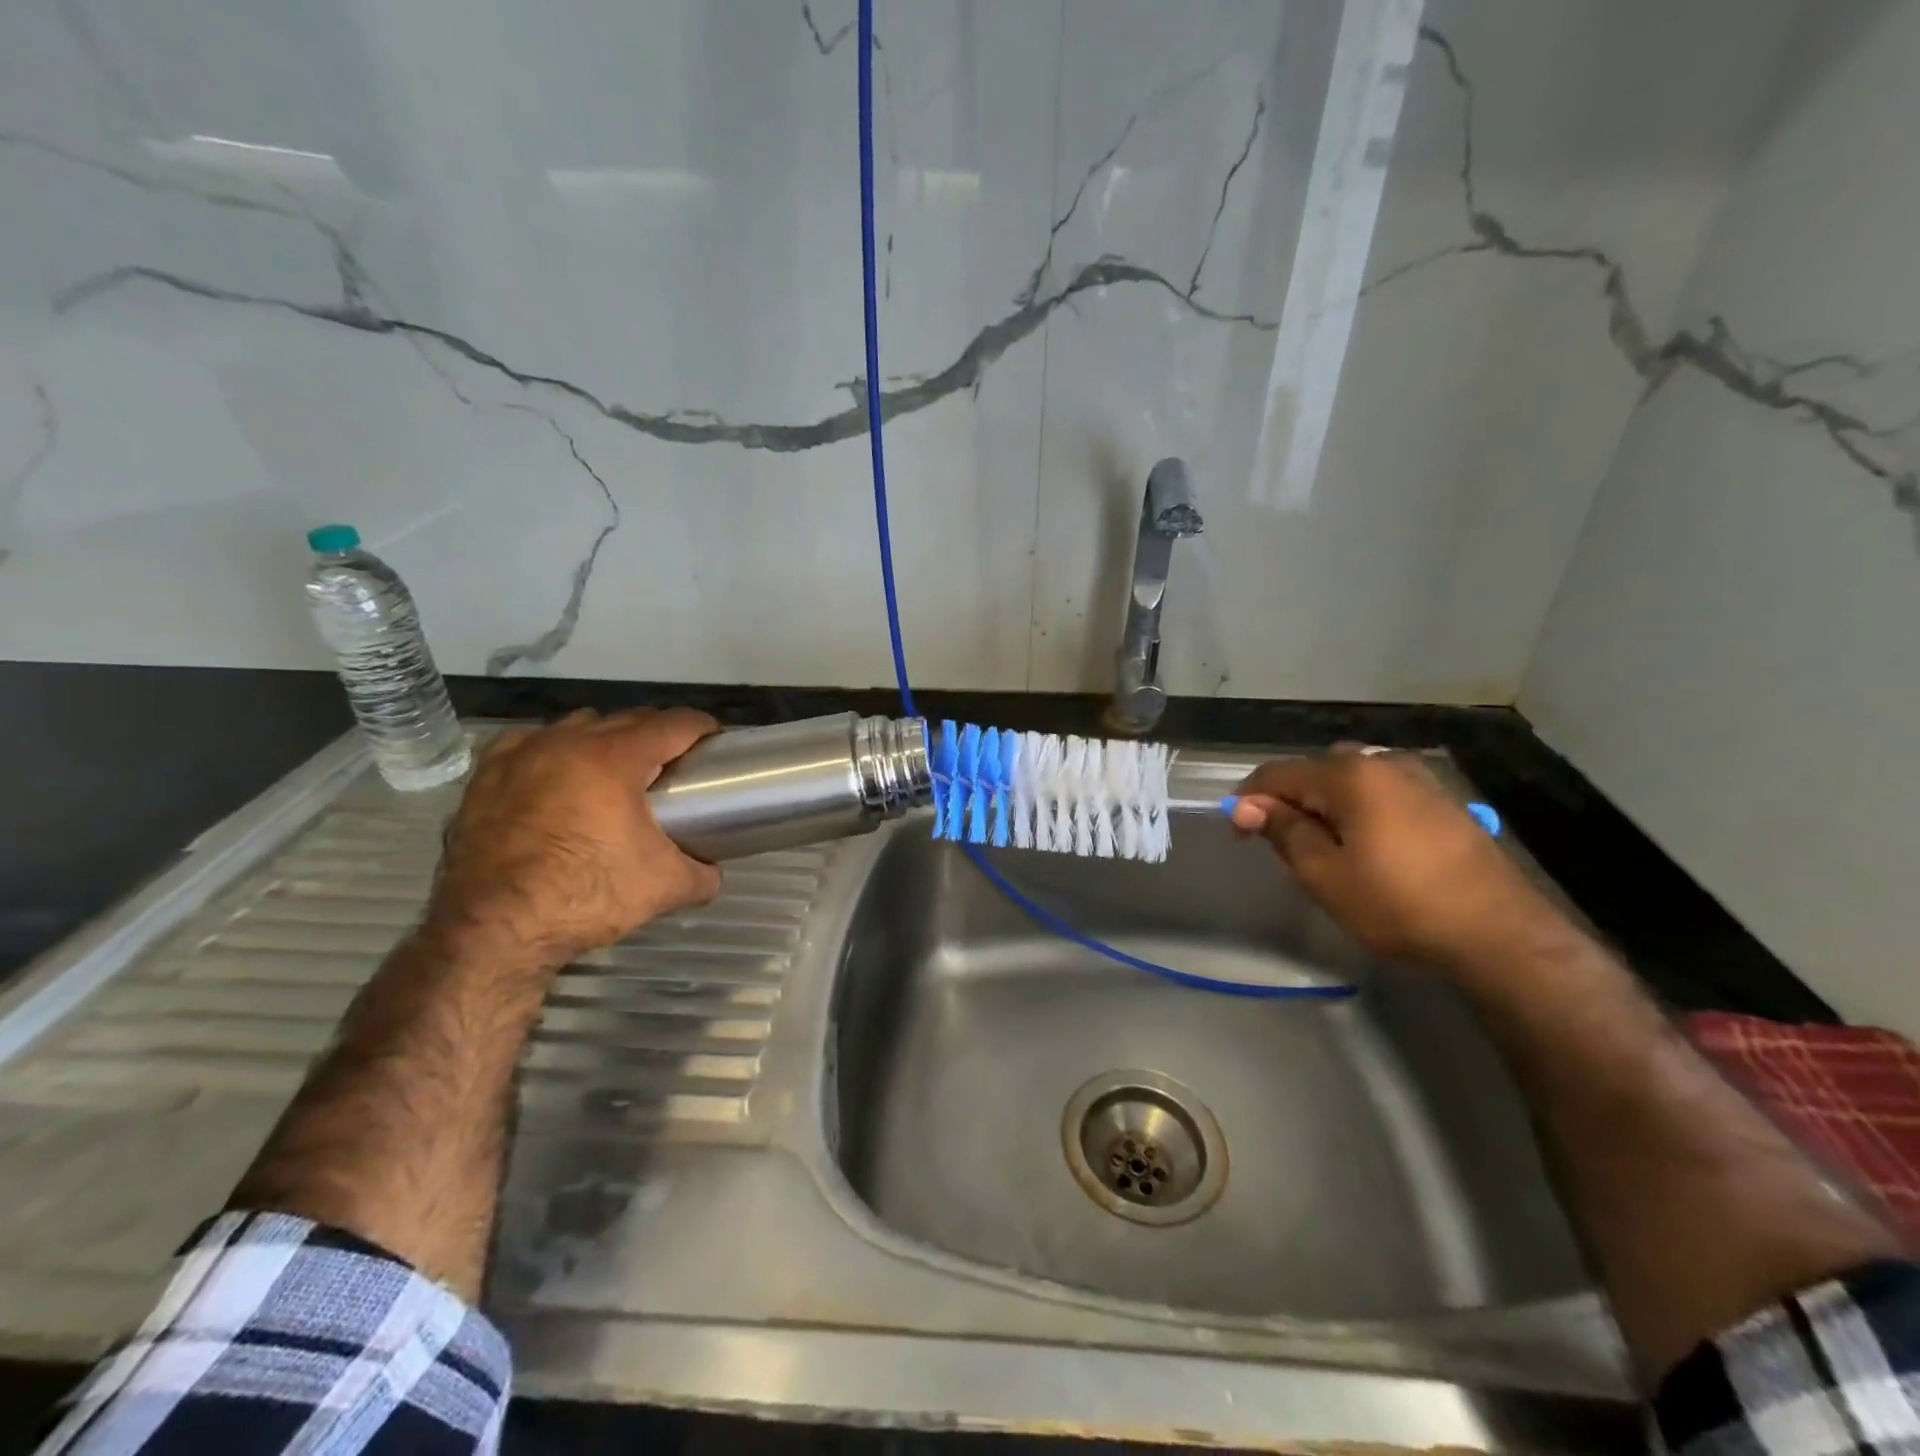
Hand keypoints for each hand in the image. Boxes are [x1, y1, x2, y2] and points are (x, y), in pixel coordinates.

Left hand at [426, 708, 722, 965]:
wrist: (493, 931)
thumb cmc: (586, 896)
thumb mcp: (664, 888)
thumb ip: (703, 874)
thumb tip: (713, 872)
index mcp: (615, 758)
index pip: (673, 724)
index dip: (702, 727)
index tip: (715, 739)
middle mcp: (567, 743)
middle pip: (626, 719)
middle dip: (656, 733)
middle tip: (673, 762)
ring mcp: (520, 756)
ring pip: (575, 726)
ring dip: (602, 738)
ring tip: (614, 770)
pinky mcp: (484, 778)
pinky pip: (527, 745)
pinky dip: (550, 751)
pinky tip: (555, 777)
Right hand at [1230, 748, 1562, 968]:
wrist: (1499, 933)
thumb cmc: (1398, 903)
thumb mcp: (1324, 874)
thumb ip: (1283, 831)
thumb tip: (1249, 806)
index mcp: (1349, 774)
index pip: (1277, 774)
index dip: (1248, 801)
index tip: (1238, 835)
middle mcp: (1382, 762)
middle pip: (1314, 770)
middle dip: (1287, 800)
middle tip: (1279, 842)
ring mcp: (1417, 778)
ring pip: (1348, 778)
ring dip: (1322, 802)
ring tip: (1320, 844)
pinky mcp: (1441, 799)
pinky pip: (1379, 789)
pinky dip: (1357, 806)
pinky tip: (1363, 841)